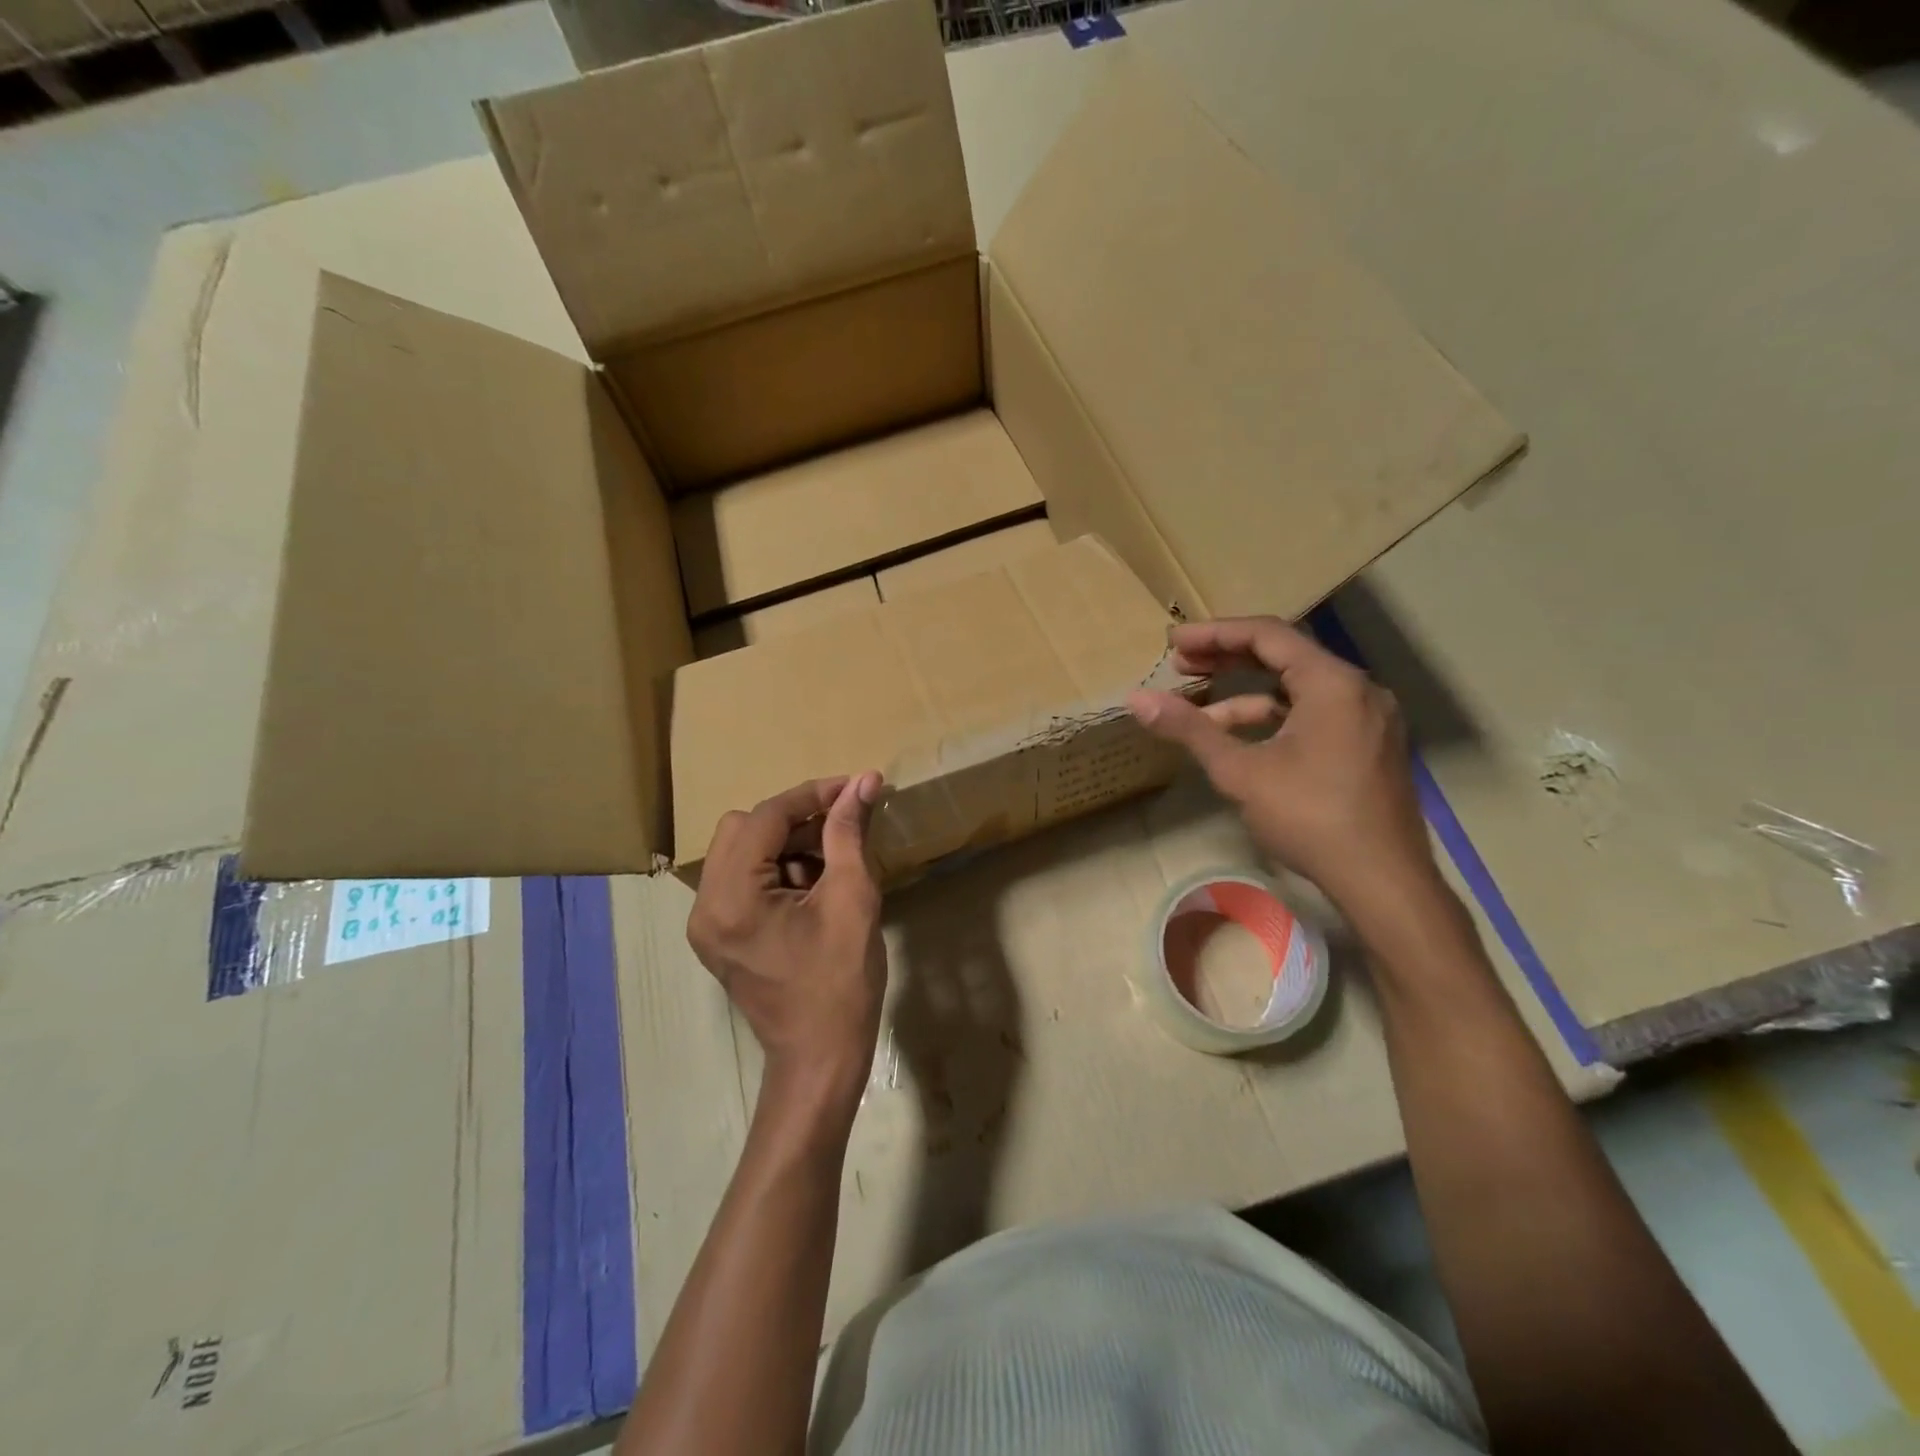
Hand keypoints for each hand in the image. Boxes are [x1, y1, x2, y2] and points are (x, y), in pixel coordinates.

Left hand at [688, 773, 886, 1099]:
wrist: (820, 1059)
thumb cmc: (841, 984)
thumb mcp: (852, 900)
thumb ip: (849, 834)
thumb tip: (863, 781)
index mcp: (731, 899)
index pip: (765, 818)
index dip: (813, 794)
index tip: (855, 785)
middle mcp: (705, 906)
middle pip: (742, 828)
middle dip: (796, 820)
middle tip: (842, 828)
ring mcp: (706, 923)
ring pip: (741, 850)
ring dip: (788, 843)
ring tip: (834, 862)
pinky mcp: (719, 935)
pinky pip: (742, 878)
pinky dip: (778, 868)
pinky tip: (815, 885)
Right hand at [1128, 617, 1443, 919]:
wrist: (1383, 882)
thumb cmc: (1310, 818)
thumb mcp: (1240, 772)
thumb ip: (1189, 729)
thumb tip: (1137, 700)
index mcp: (1332, 682)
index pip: (1267, 635)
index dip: (1214, 634)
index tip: (1173, 642)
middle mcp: (1358, 689)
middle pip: (1285, 656)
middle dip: (1228, 659)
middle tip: (1181, 665)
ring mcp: (1369, 717)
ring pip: (1299, 689)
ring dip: (1247, 695)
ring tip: (1200, 712)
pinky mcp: (1370, 744)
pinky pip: (1315, 714)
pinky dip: (1275, 719)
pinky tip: (1242, 741)